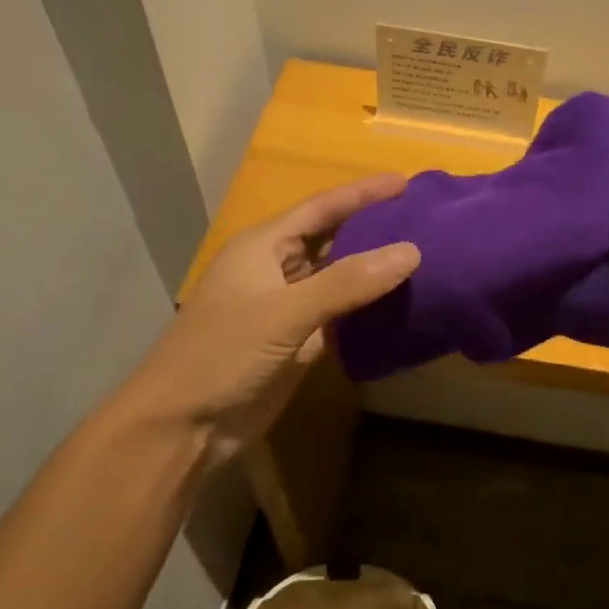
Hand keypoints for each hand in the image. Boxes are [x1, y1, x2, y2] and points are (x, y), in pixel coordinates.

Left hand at [112, 175, 420, 465]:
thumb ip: (347, 282)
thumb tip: (411, 251)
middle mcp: (278, 270)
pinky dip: (369, 310)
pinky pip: (342, 316)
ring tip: (426, 257)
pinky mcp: (299, 342)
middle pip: (334, 239)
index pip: (322, 208)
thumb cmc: (221, 355)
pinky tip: (403, 306)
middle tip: (426, 220)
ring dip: (376, 270)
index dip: (363, 193)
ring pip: (340, 279)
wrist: (181, 426)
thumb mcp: (284, 313)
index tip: (407, 182)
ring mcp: (289, 308)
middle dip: (375, 227)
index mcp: (264, 247)